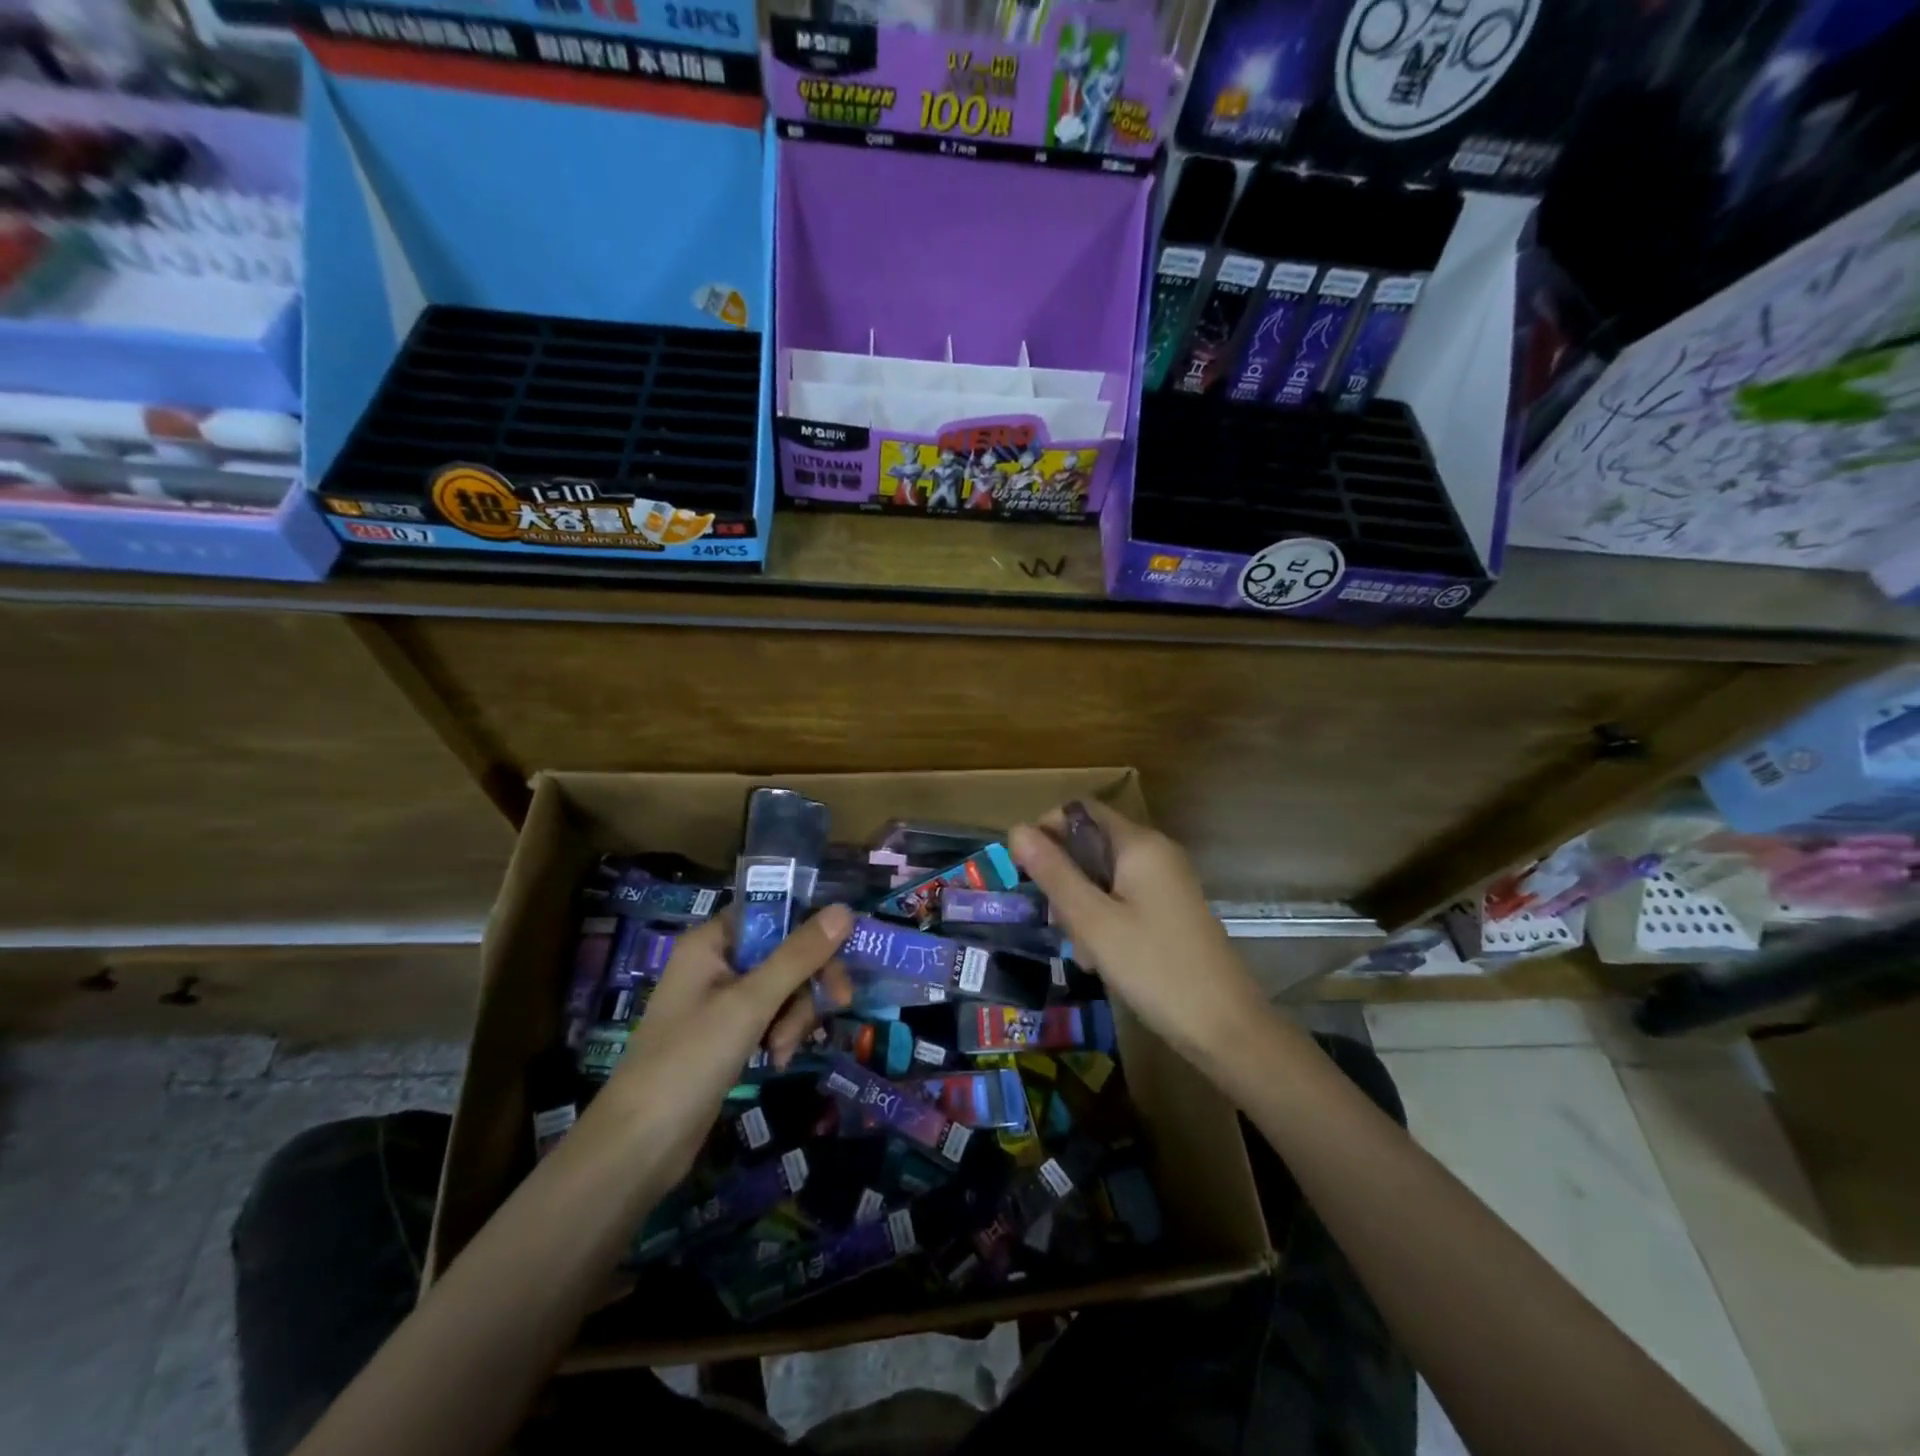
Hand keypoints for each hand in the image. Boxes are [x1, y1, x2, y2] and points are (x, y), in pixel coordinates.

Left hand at [600, 906, 852, 1185]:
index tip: (845, 952)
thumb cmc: (690, 1060)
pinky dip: (780, 1034)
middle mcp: (716, 962)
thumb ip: (799, 956)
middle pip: (784, 951)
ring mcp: (721, 1000)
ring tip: (781, 1050)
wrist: (639, 1146)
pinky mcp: (727, 1034)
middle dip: (807, 983)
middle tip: (838, 1002)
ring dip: (794, 1016)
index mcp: (711, 941)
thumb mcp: (750, 1004)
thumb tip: (845, 909)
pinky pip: (770, 1016)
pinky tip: (776, 1060)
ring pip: (783, 987)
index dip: (810, 928)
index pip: (773, 912)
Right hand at [1010, 803, 1265, 1065]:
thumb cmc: (1153, 968)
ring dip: (1081, 906)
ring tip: (1081, 951)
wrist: (1225, 1028)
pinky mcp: (1170, 911)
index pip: (1080, 810)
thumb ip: (1054, 873)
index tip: (1023, 870)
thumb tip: (1016, 829)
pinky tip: (1101, 960)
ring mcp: (1166, 883)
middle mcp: (1156, 853)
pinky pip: (1123, 900)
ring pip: (1104, 877)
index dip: (1046, 829)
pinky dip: (1104, 921)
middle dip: (1064, 878)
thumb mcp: (1093, 921)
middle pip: (1091, 845)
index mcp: (1139, 844)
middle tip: (1056, 923)